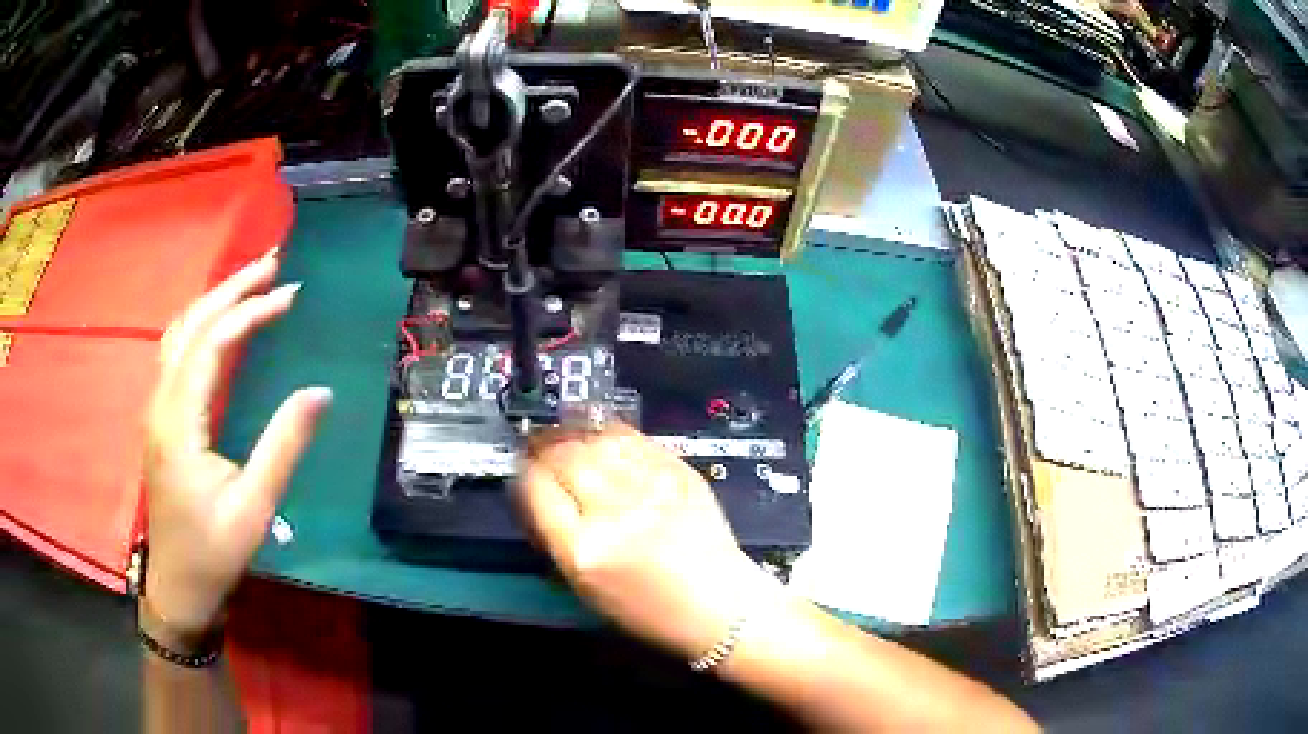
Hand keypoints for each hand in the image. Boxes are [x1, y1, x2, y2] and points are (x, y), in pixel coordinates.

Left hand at [142, 250, 330, 642]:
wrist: (179, 588)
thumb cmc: (215, 553)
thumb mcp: (255, 508)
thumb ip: (284, 446)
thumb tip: (321, 391)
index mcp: (179, 424)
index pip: (210, 345)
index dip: (248, 312)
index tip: (289, 295)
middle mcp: (161, 405)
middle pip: (189, 325)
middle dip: (229, 288)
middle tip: (272, 263)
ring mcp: (156, 410)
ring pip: (178, 335)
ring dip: (212, 302)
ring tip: (250, 282)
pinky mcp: (161, 419)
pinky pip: (176, 354)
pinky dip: (201, 326)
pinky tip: (220, 325)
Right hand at [515, 424, 776, 659]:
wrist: (719, 605)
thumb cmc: (647, 609)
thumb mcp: (585, 587)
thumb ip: (556, 536)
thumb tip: (535, 492)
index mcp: (583, 551)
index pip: (537, 488)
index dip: (525, 470)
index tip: (523, 466)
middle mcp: (614, 514)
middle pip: (564, 456)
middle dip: (545, 444)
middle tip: (539, 442)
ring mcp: (650, 488)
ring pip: (597, 440)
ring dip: (574, 432)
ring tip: (565, 432)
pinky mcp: (679, 473)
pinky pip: (635, 440)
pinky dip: (611, 433)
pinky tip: (601, 434)